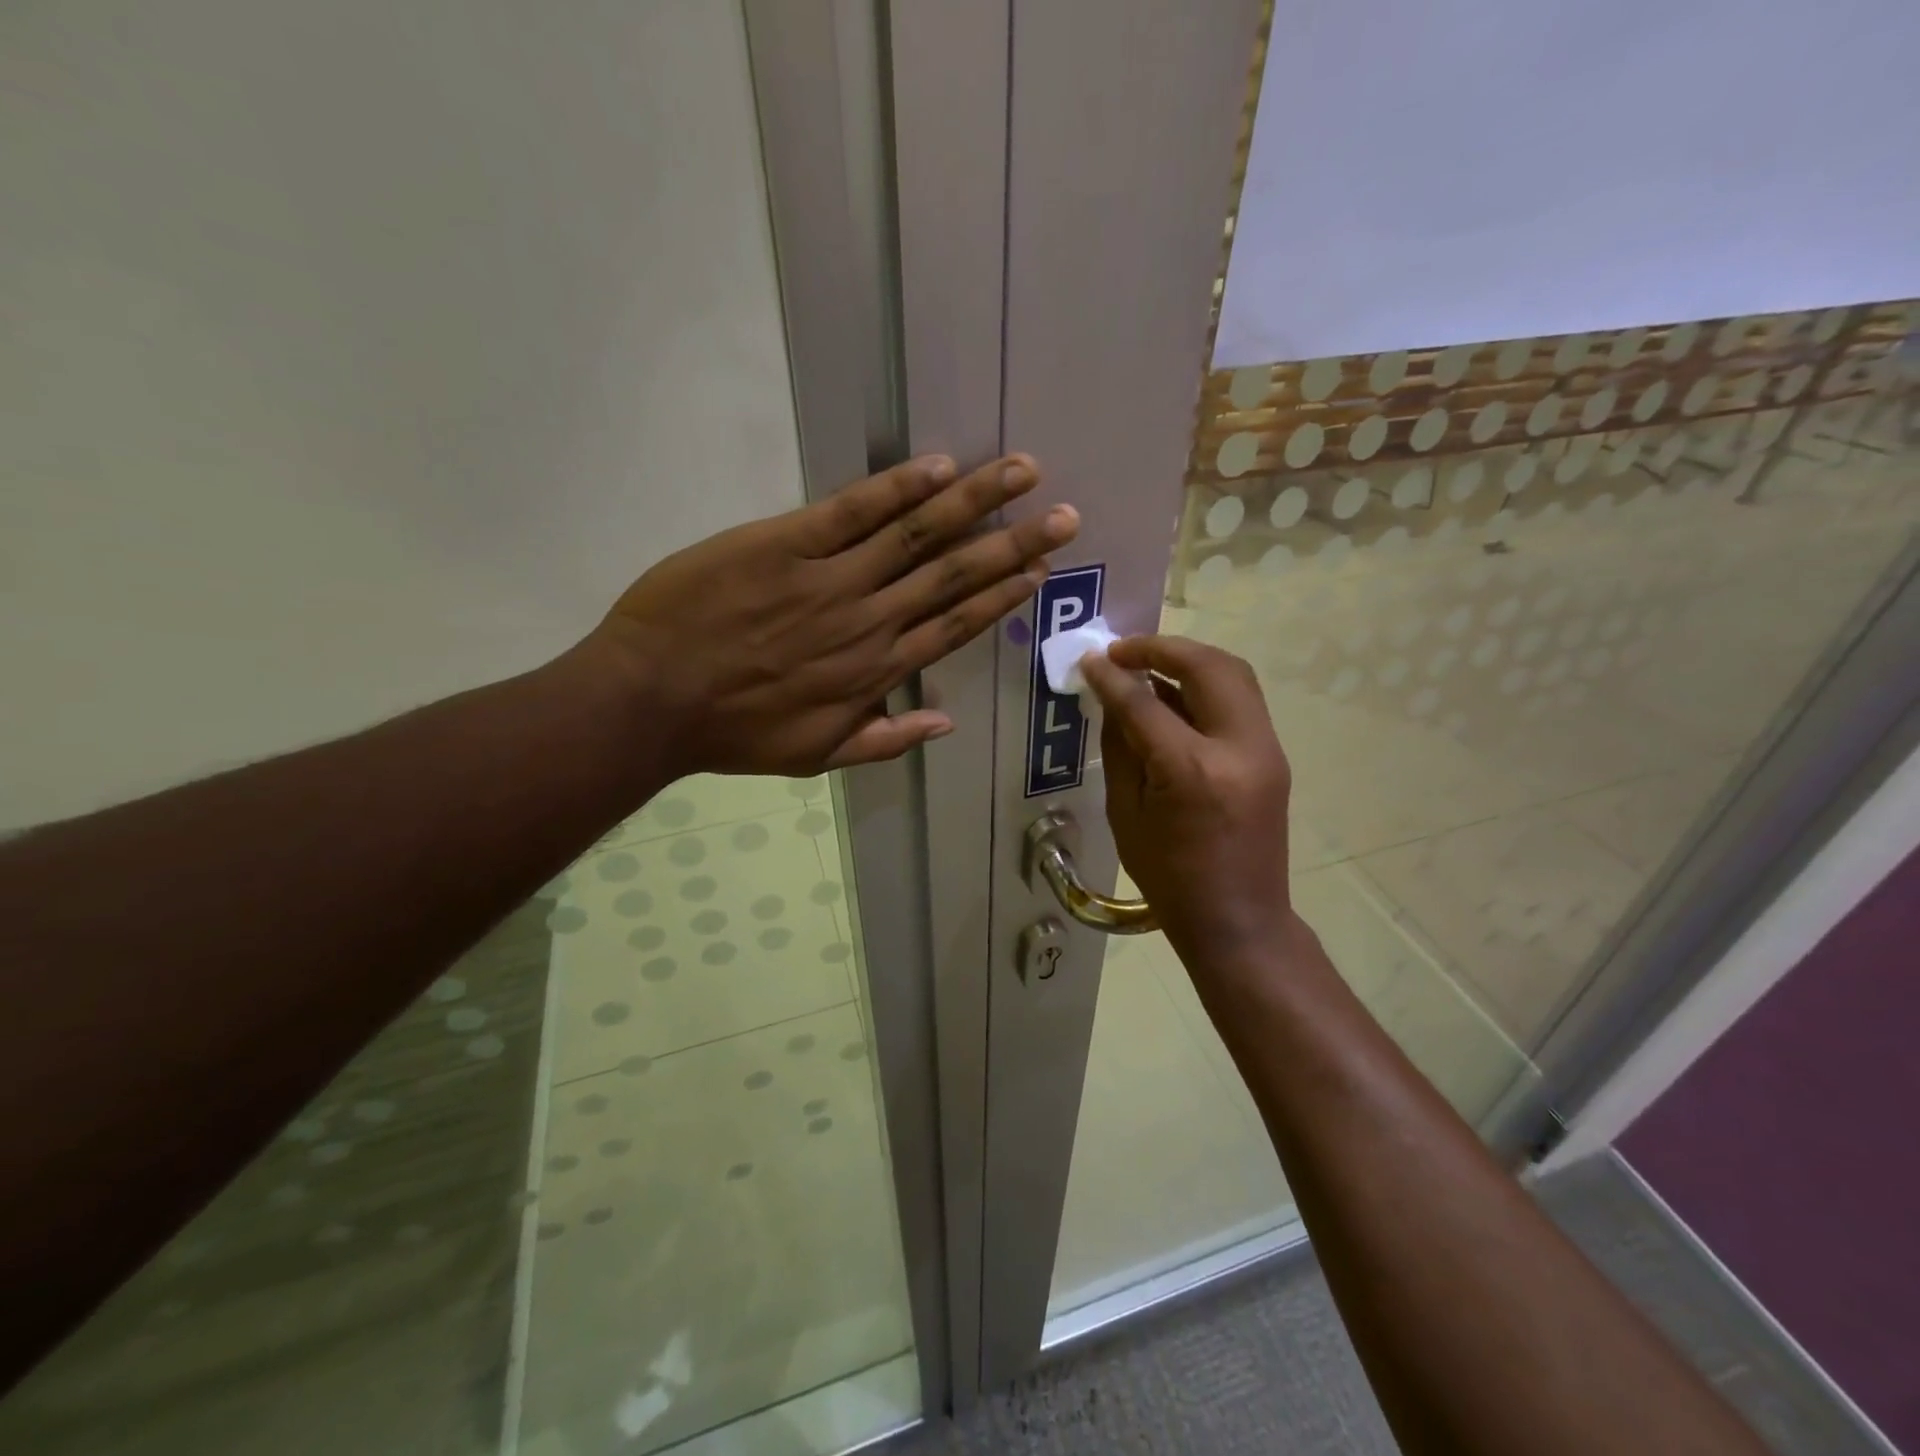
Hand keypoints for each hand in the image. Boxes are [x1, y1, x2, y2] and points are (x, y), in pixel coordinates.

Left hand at [593, 454, 1076, 776]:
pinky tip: (940, 466)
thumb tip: (948, 722)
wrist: (651, 699)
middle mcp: (868, 620)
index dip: (1001, 596)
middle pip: (953, 575)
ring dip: (974, 501)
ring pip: (916, 534)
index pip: (954, 625)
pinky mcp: (784, 543)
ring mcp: (830, 578)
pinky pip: (852, 511)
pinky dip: (898, 487)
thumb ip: (886, 741)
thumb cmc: (734, 732)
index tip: (1040, 572)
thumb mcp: (816, 757)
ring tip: (1021, 472)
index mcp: (876, 671)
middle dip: (1013, 543)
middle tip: (1063, 516)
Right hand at [1081, 636, 1296, 987]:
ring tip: (1149, 664)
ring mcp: (1265, 749)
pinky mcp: (1274, 756)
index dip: (1113, 676)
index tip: (1090, 660)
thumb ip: (1121, 747)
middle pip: (1206, 666)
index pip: (1145, 703)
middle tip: (1124, 651)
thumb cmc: (1168, 878)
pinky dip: (1207, 684)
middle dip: (1161, 648)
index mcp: (1191, 770)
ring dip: (1190, 659)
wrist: (1239, 920)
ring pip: (1233, 674)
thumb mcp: (1125, 813)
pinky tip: (1176, 695)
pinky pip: (1240, 700)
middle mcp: (1238, 748)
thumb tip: (1112, 698)